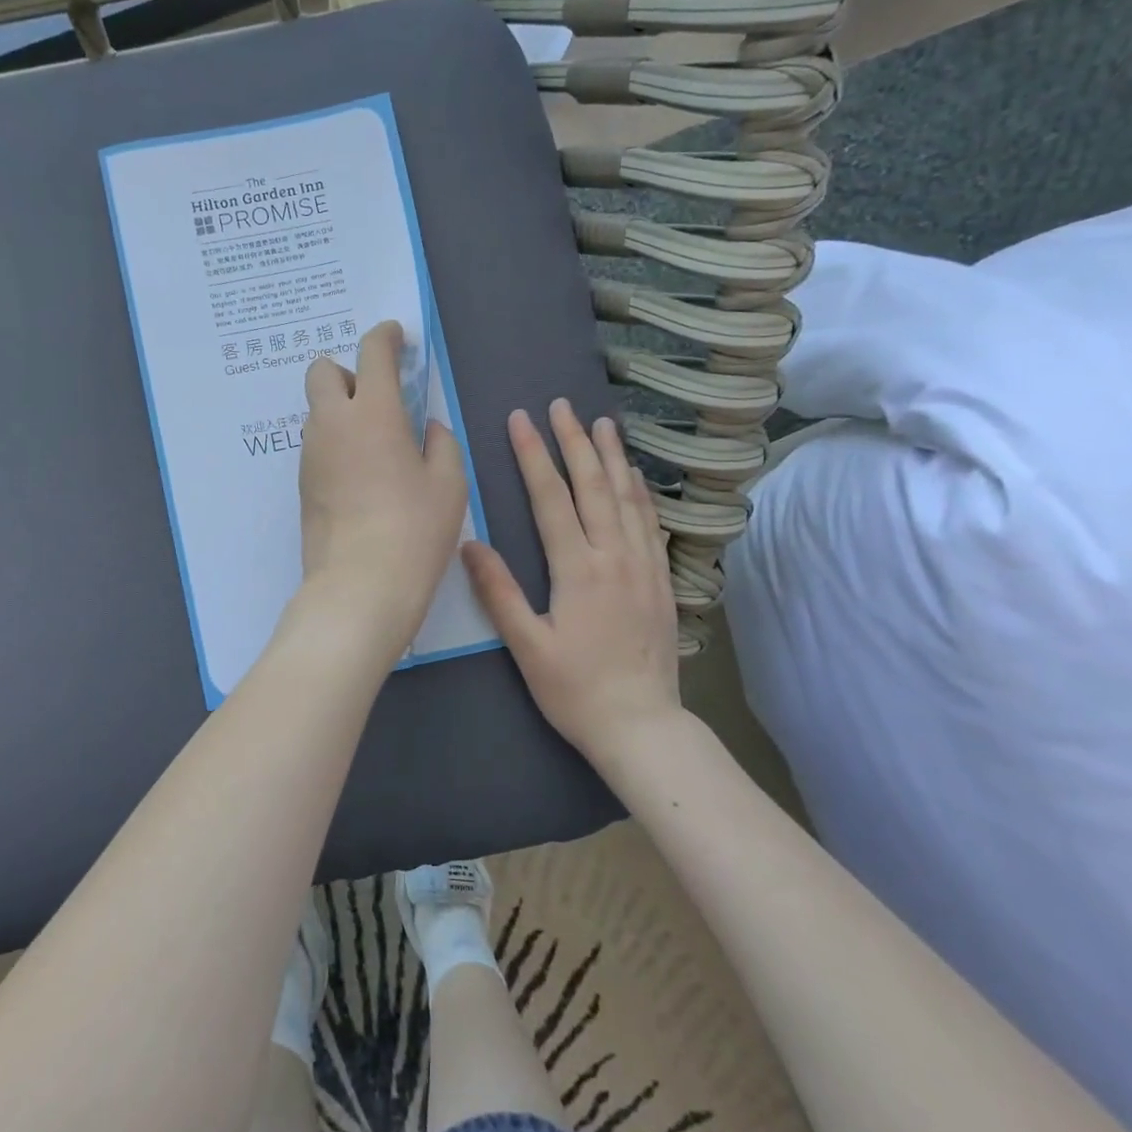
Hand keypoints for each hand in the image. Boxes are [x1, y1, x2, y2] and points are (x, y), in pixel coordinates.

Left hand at [296, 321, 467, 660]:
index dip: (385, 336)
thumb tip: (427, 428)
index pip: (371, 352)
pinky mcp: (301, 484)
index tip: (396, 336)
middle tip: (380, 399)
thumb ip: (440, 443)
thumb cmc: (414, 531)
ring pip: (317, 410)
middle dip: (348, 370)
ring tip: (376, 445)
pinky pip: (316, 444)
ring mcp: (310, 454)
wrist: (359, 587)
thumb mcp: (448, 484)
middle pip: (322, 370)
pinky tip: (361, 475)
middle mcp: (332, 424)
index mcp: (374, 413)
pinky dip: (335, 442)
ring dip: (341, 410)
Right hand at [462, 400, 680, 760]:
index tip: (521, 420)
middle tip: (562, 405)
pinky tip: (637, 477)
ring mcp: (644, 566)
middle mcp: (615, 557)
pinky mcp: (662, 581)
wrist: (642, 726)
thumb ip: (499, 593)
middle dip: (575, 441)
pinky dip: (642, 493)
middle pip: (594, 486)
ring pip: (629, 498)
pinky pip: (652, 524)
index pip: (552, 498)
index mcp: (578, 570)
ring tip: (603, 423)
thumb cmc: (576, 690)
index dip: (534, 455)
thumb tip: (469, 543)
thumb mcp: (527, 648)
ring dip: (614, 457)